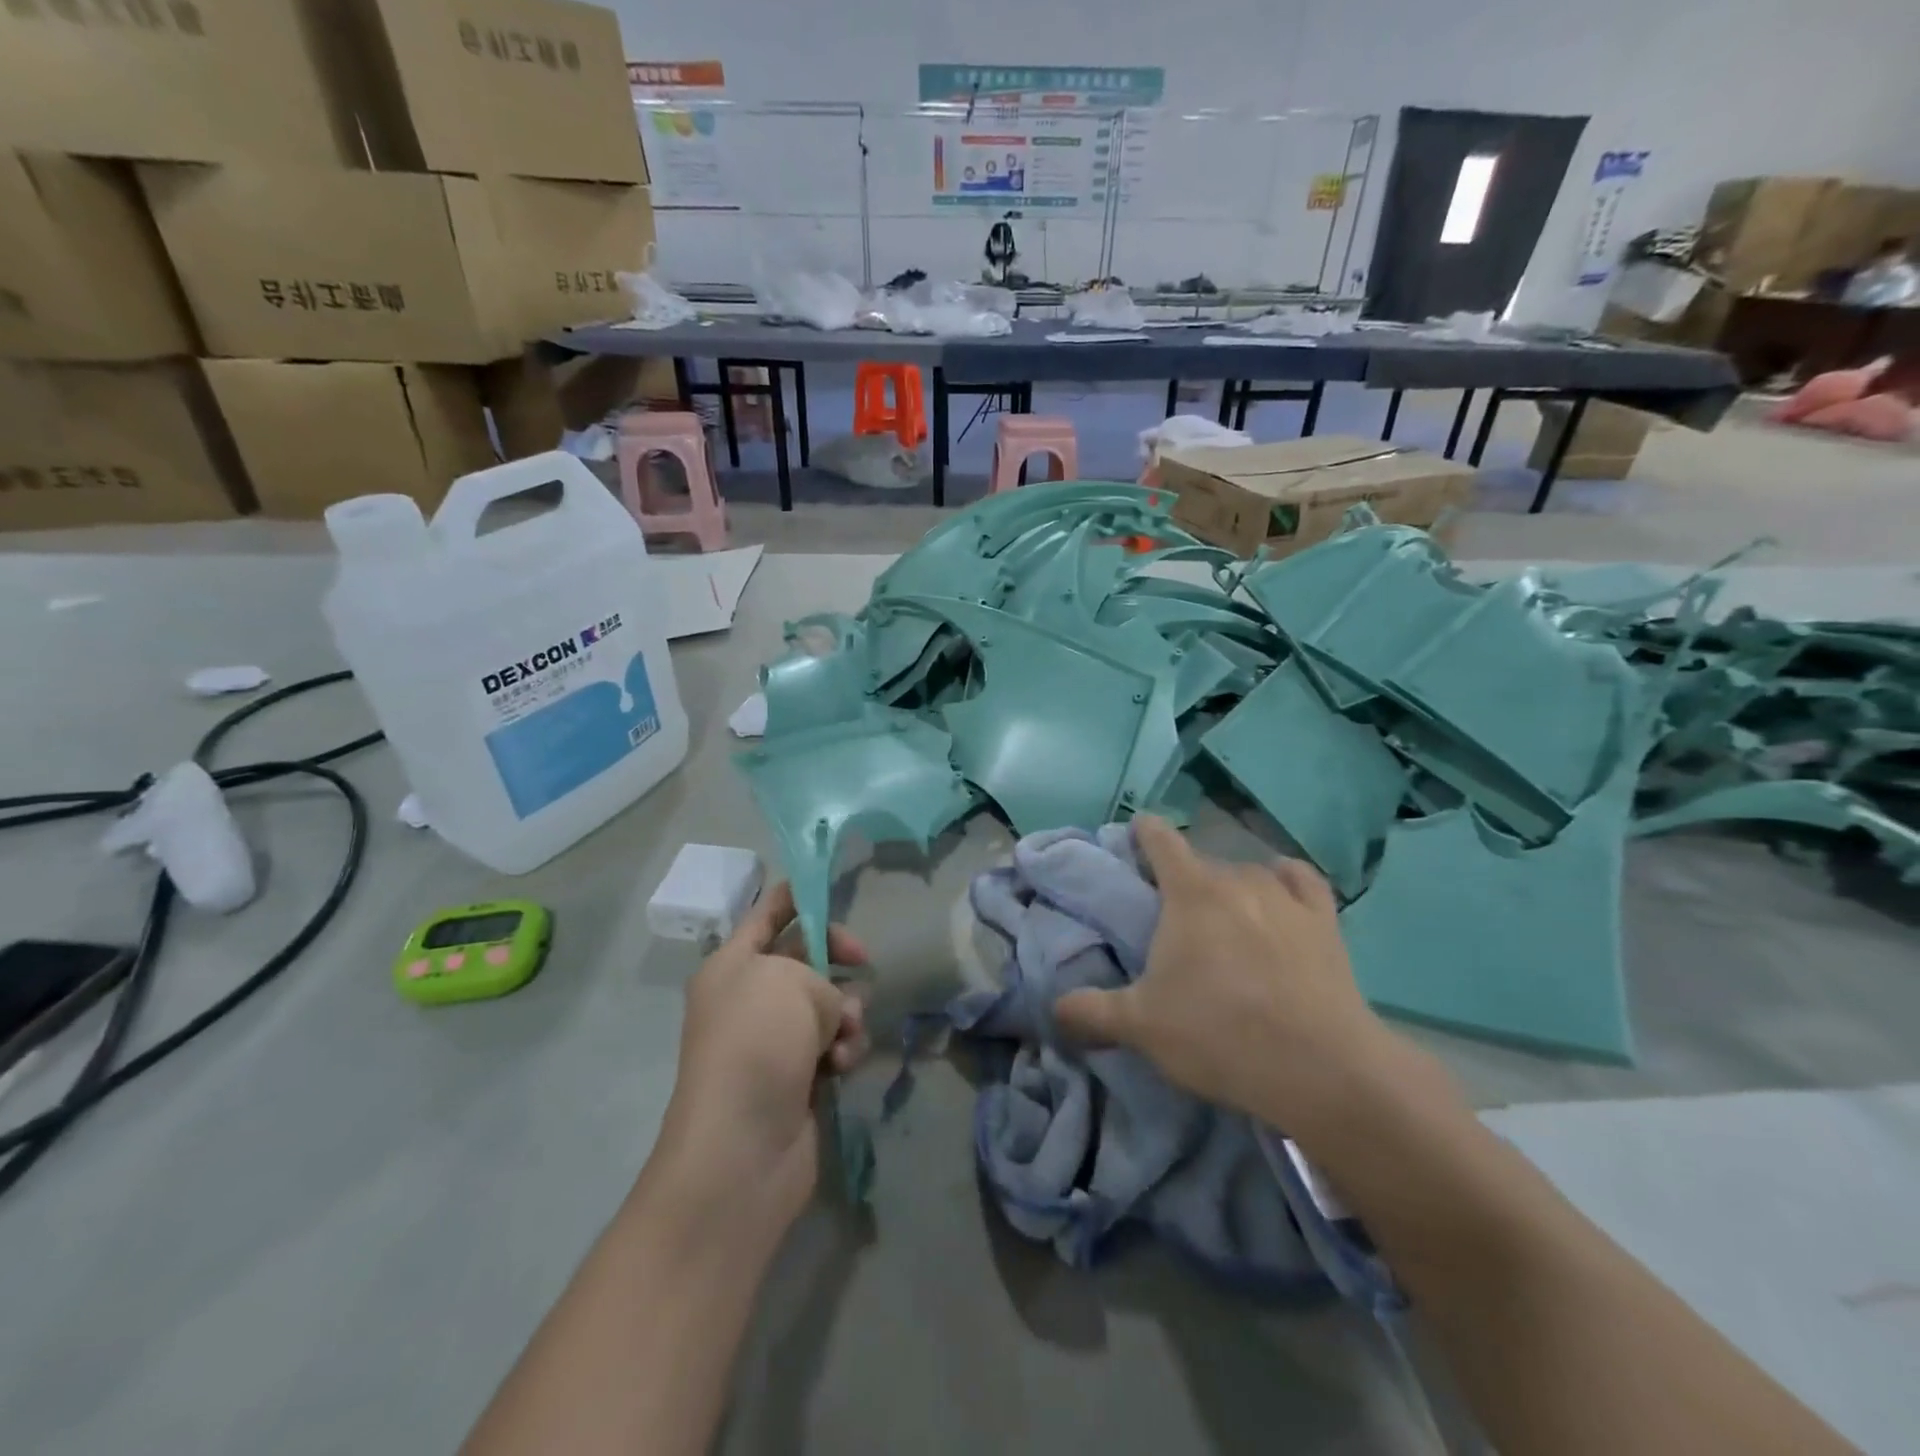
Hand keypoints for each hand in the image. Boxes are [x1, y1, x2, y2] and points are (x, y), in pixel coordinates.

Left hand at [653, 882, 869, 1228]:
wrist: (741, 1150)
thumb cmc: (758, 1044)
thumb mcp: (793, 981)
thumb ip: (823, 977)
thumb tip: (831, 1012)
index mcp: (732, 966)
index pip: (767, 914)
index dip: (799, 896)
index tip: (835, 889)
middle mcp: (748, 999)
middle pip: (804, 958)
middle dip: (837, 959)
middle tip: (863, 961)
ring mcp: (772, 1042)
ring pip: (826, 1004)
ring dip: (846, 1012)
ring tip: (846, 1032)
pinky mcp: (796, 1079)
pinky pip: (832, 1046)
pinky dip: (843, 1050)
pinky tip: (842, 1065)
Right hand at [1054, 816, 1394, 1136]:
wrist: (1322, 1070)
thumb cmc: (1219, 1035)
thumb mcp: (1140, 1027)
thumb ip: (1090, 1011)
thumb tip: (1055, 1008)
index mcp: (1189, 892)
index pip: (1160, 839)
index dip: (1144, 832)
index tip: (1134, 836)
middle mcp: (1236, 878)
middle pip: (1201, 862)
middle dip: (1182, 881)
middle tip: (1172, 918)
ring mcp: (1285, 897)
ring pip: (1247, 873)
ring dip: (1230, 888)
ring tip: (1225, 921)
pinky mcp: (1325, 921)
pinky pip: (1299, 881)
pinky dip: (1284, 882)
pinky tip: (1280, 898)